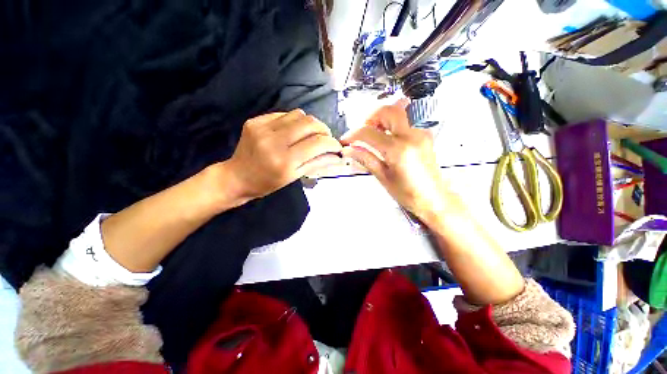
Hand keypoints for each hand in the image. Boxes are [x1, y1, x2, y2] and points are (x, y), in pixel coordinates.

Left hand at [228, 109, 342, 199]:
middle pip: (309, 123)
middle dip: (323, 129)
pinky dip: (294, 122)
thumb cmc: (268, 183)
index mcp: (285, 160)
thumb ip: (316, 162)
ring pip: (298, 114)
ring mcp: (262, 127)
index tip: (336, 146)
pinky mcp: (255, 121)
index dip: (331, 142)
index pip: (317, 143)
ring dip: (310, 123)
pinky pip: (283, 114)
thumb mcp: (294, 177)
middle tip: (326, 137)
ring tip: (310, 134)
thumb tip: (334, 154)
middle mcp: (274, 141)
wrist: (237, 177)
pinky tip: (292, 131)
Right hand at [341, 100, 454, 224]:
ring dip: (381, 118)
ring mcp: (420, 132)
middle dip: (369, 118)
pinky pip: (406, 119)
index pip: (369, 133)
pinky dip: (392, 123)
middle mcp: (411, 135)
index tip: (345, 140)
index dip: (353, 134)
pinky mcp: (425, 134)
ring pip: (398, 111)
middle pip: (387, 110)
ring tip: (373, 134)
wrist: (434, 198)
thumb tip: (347, 150)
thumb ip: (365, 159)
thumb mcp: (383, 177)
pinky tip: (387, 137)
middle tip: (361, 133)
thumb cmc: (407, 193)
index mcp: (398, 150)